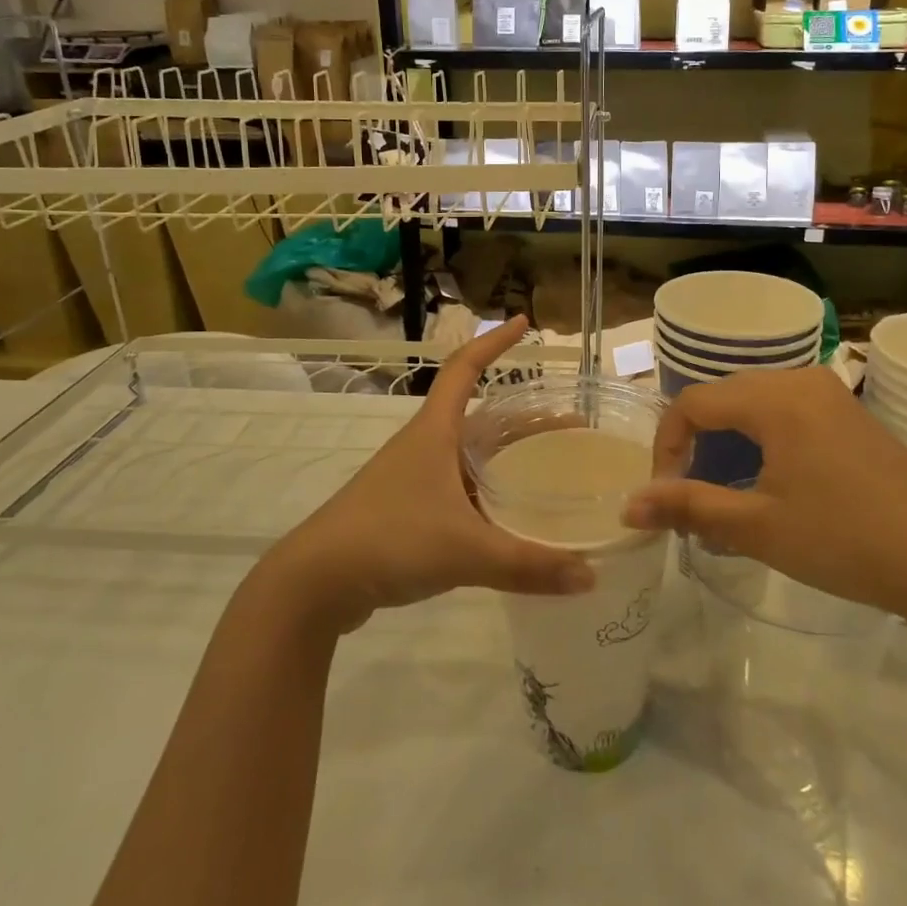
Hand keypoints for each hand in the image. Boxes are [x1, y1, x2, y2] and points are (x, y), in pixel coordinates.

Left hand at [259, 318, 595, 633]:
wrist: (315, 582)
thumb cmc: (389, 540)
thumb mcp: (465, 551)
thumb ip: (528, 564)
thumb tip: (591, 577)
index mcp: (435, 431)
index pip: (466, 367)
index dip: (495, 342)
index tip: (525, 323)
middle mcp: (426, 445)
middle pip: (483, 417)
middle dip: (526, 419)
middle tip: (570, 429)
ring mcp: (414, 478)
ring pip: (472, 456)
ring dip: (508, 457)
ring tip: (550, 471)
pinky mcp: (408, 510)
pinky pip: (461, 489)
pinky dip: (490, 493)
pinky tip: (512, 519)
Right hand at [621, 367, 906, 623]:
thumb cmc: (844, 539)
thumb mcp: (758, 526)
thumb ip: (688, 506)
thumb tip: (628, 506)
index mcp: (775, 398)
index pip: (693, 402)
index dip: (667, 445)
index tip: (666, 494)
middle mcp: (800, 381)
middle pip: (723, 397)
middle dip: (696, 443)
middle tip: (690, 495)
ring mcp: (830, 395)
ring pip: (755, 405)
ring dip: (729, 443)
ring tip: (725, 494)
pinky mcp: (850, 415)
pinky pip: (787, 413)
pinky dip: (763, 441)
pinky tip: (770, 485)